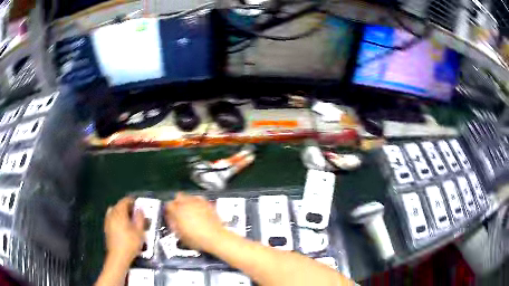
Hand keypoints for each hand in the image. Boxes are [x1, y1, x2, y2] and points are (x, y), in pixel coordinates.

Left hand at [104, 197, 144, 263]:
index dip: (133, 201)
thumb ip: (140, 218)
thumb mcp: (139, 231)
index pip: (125, 201)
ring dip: (122, 213)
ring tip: (129, 220)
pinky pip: (112, 218)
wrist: (118, 256)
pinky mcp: (106, 228)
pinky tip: (123, 227)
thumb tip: (140, 209)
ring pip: (114, 211)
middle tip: (136, 214)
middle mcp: (111, 214)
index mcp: (119, 212)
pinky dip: (117, 218)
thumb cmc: (130, 243)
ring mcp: (107, 221)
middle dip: (127, 207)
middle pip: (119, 205)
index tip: (140, 206)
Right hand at [165, 192, 224, 251]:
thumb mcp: (180, 235)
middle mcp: (187, 203)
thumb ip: (173, 224)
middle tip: (178, 211)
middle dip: (177, 203)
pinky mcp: (207, 203)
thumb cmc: (197, 239)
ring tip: (188, 210)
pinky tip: (197, 209)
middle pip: (177, 197)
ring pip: (188, 196)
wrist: (215, 238)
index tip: (170, 214)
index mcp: (178, 211)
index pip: (168, 204)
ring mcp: (198, 202)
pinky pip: (199, 198)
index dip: (168, 210)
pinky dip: (196, 202)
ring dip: (186, 201)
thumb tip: (171, 220)